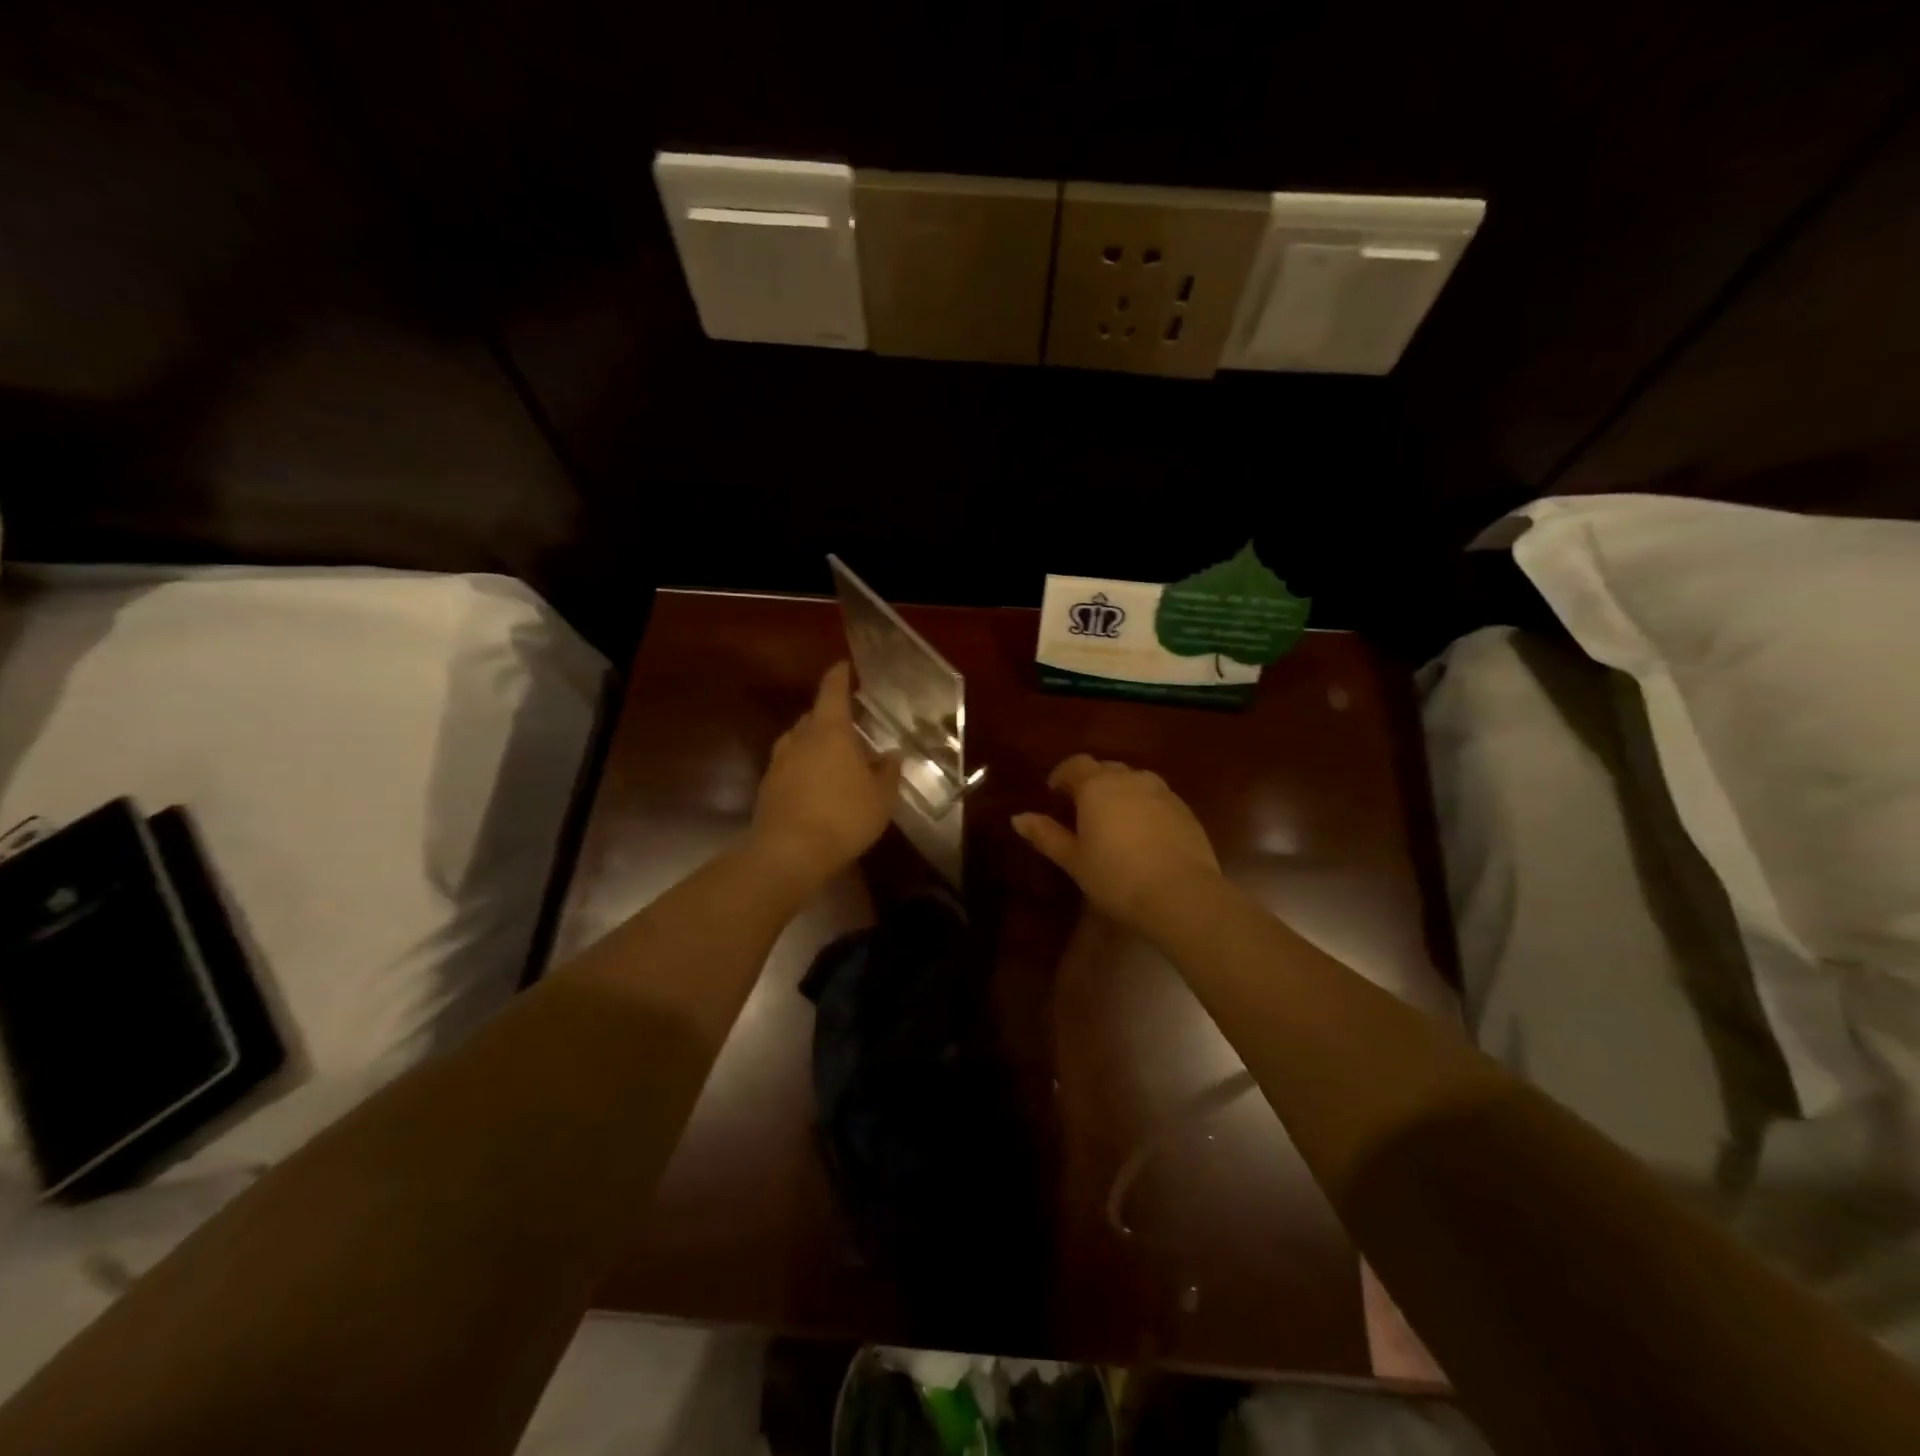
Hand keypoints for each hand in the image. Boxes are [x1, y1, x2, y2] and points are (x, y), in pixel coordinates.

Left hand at [751, 662, 900, 884]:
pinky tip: (817, 787)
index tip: (844, 666)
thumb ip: (889, 772)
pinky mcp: (768, 786)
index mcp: (830, 730)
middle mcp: (800, 738)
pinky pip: (790, 766)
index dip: (839, 676)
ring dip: (815, 744)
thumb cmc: (844, 817)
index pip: (833, 691)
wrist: (789, 852)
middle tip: (851, 728)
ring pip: (799, 741)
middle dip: (831, 717)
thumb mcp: (881, 797)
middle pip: (814, 716)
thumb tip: (893, 754)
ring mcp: (779, 762)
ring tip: (834, 759)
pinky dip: (803, 768)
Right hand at [1013, 754, 1221, 930]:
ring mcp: (1162, 792)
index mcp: (1097, 786)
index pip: (1075, 764)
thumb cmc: (1116, 877)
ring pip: (1135, 781)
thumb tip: (1018, 818)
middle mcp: (1131, 779)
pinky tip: (1144, 836)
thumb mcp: (1074, 860)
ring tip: (1114, 822)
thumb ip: (1046, 835)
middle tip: (1082, 811)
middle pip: (1106, 769)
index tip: (1055, 793)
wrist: (1181, 895)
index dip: (1062, 775)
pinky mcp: (1186, 811)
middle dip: (1092, 782)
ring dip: (1121, 793)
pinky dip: (1145, 808)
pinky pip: (1157, 799)